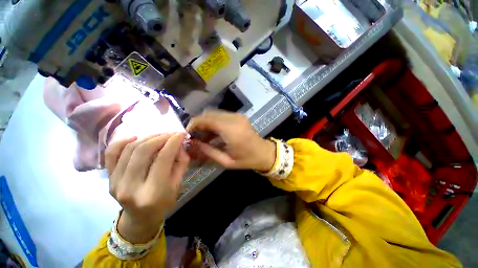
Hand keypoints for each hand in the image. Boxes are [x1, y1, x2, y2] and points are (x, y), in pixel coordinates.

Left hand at [105, 133, 189, 243]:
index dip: (173, 143)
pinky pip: (111, 154)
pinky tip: (135, 137)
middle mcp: (130, 187)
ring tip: (159, 135)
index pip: (163, 159)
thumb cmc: (163, 202)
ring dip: (147, 137)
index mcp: (153, 192)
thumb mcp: (178, 185)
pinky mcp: (108, 178)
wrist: (140, 218)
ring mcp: (115, 182)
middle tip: (171, 134)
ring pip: (129, 149)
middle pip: (144, 151)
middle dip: (161, 137)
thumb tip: (179, 145)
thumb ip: (180, 163)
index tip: (181, 134)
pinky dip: (122, 142)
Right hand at [187, 110, 275, 171]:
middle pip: (209, 114)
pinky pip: (221, 116)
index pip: (207, 120)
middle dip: (199, 123)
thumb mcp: (226, 161)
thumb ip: (208, 152)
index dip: (194, 124)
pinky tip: (212, 134)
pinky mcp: (239, 116)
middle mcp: (234, 119)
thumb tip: (193, 144)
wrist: (264, 153)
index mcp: (231, 130)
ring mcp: (237, 116)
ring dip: (206, 123)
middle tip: (194, 136)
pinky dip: (214, 123)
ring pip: (214, 114)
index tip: (187, 133)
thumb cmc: (247, 159)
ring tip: (202, 136)